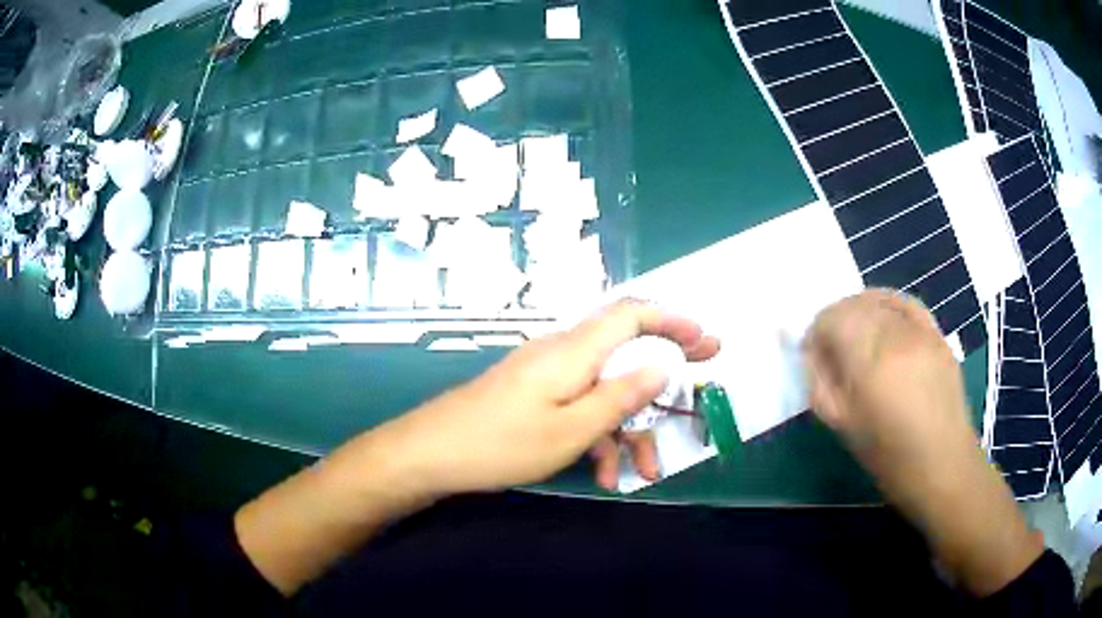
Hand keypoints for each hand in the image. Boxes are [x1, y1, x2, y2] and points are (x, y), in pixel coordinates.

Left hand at [387, 299, 719, 495]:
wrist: (431, 454)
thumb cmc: (501, 444)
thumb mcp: (572, 429)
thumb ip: (620, 396)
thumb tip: (663, 365)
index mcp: (573, 351)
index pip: (631, 314)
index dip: (672, 321)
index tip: (705, 341)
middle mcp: (562, 353)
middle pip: (624, 354)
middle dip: (662, 380)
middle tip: (697, 396)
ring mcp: (546, 375)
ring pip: (603, 390)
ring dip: (627, 428)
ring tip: (642, 472)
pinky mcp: (534, 395)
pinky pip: (578, 405)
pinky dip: (596, 434)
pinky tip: (602, 473)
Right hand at [804, 290, 1041, 596]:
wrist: (943, 465)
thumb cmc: (889, 456)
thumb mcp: (843, 425)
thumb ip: (820, 382)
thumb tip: (810, 351)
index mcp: (871, 361)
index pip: (832, 318)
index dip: (816, 332)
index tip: (812, 355)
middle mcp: (897, 334)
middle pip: (855, 304)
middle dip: (835, 321)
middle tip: (830, 350)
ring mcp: (921, 330)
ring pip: (879, 299)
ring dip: (859, 312)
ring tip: (855, 338)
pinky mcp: (937, 333)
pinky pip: (906, 303)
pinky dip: (887, 304)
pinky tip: (881, 320)